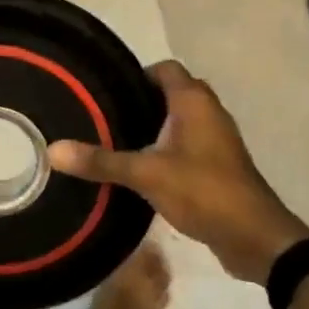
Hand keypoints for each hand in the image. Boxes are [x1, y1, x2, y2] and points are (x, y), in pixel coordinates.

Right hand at [48, 61, 308, 284]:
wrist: (256, 239)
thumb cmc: (204, 191)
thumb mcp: (146, 174)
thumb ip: (101, 161)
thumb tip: (52, 150)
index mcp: (194, 102)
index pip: (165, 69)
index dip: (137, 74)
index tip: (106, 91)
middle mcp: (209, 113)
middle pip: (170, 94)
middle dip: (139, 102)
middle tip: (102, 116)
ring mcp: (216, 141)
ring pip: (178, 122)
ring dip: (151, 128)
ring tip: (113, 140)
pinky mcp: (217, 167)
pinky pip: (185, 146)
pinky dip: (163, 150)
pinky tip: (137, 169)